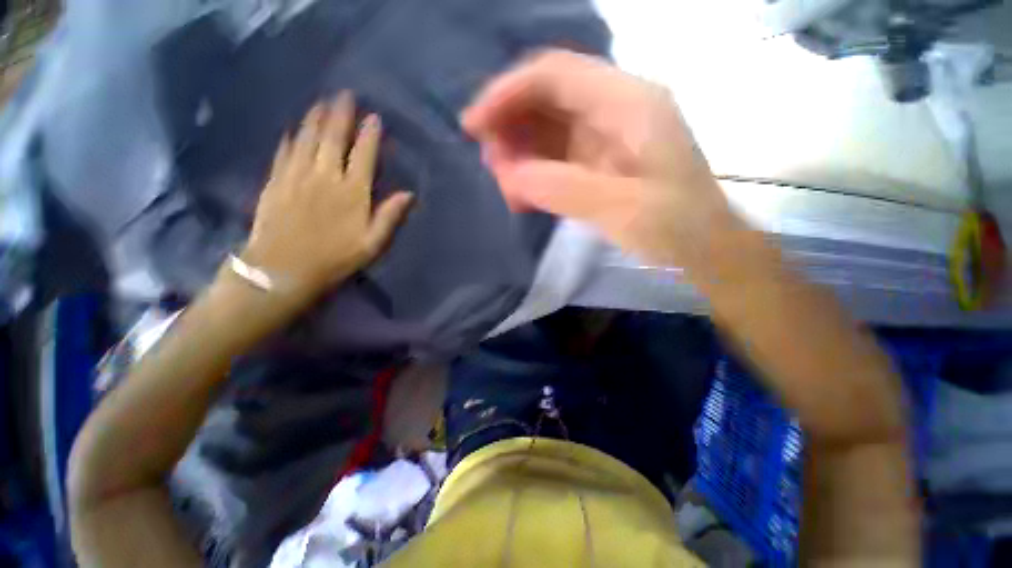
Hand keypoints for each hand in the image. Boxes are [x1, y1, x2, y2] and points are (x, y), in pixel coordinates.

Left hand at [240, 91, 412, 299]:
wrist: (283, 270)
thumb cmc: (335, 258)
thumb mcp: (373, 244)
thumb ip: (390, 216)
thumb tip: (409, 194)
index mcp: (352, 192)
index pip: (364, 156)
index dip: (369, 135)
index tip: (373, 117)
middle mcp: (325, 177)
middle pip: (333, 138)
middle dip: (340, 115)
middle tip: (344, 95)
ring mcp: (297, 176)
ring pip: (307, 139)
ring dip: (315, 119)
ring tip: (321, 103)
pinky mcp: (275, 182)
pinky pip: (284, 153)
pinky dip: (290, 138)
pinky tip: (292, 130)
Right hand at [462, 50, 732, 269]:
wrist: (704, 250)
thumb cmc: (676, 227)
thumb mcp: (620, 208)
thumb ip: (561, 188)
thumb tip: (507, 176)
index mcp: (627, 102)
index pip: (553, 74)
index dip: (506, 93)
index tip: (473, 126)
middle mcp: (614, 109)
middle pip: (546, 98)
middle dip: (510, 126)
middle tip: (489, 164)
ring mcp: (605, 136)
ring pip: (547, 129)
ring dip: (519, 152)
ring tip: (505, 185)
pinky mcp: (598, 163)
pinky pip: (555, 157)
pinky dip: (533, 172)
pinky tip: (522, 195)